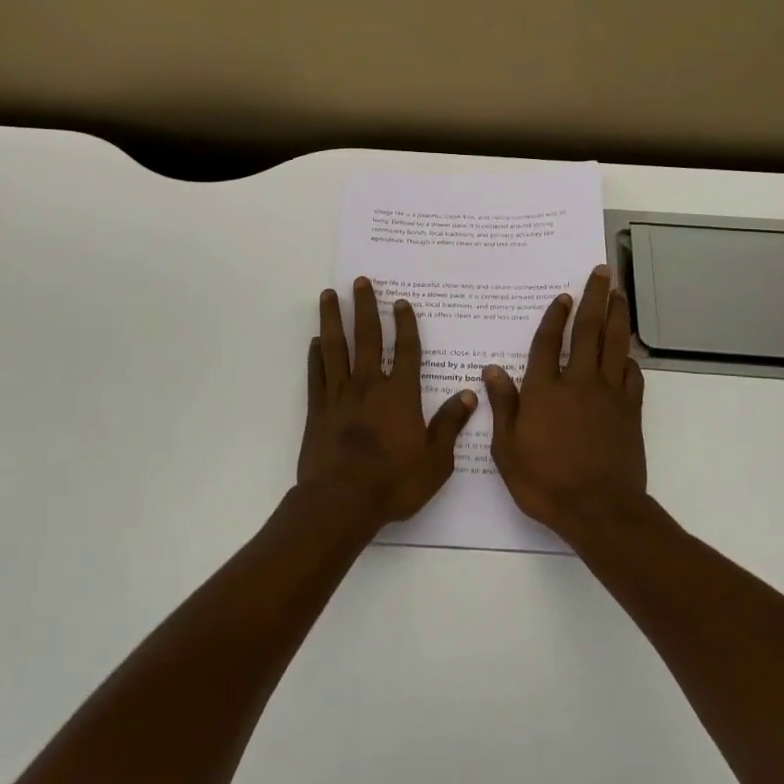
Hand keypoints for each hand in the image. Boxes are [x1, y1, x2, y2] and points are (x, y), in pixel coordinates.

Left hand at [299, 277, 477, 527]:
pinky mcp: (317, 410)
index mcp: (400, 395)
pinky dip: (315, 356)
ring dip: (332, 319)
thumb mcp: (435, 460)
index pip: (406, 350)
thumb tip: (468, 394)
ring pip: (335, 348)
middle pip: (367, 338)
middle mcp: (369, 386)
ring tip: (328, 295)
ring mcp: (339, 395)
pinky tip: (314, 341)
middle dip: (365, 307)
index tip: (401, 302)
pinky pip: (316, 375)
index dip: (405, 324)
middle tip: (361, 281)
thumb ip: (450, 425)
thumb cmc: (394, 483)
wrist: (341, 502)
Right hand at [486, 265, 647, 541]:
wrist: (599, 510)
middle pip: (588, 331)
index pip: (549, 342)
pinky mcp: (629, 412)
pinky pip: (632, 376)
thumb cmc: (545, 482)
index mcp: (545, 390)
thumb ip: (503, 406)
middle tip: (601, 272)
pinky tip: (628, 353)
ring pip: (615, 345)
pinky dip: (630, 359)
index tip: (563, 295)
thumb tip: (492, 370)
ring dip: (617, 316)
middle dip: (594, 298)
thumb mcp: (507, 449)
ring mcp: (608, 395)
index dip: (556, 316)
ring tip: (618, 294)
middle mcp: (578, 383)